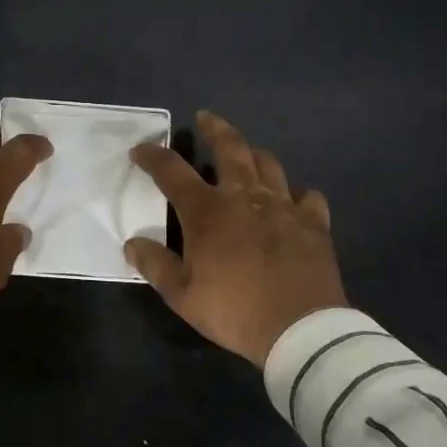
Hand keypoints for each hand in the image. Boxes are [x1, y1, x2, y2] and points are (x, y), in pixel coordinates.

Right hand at [126, 111, 346, 366]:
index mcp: (207, 211)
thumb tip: (132, 243)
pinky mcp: (313, 222)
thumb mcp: (182, 295)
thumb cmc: (234, 310)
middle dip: (215, 128)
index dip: (153, 156)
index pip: (172, 171)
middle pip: (230, 148)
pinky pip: (308, 197)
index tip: (140, 150)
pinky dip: (298, 194)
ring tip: (247, 154)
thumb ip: (155, 265)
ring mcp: (283, 206)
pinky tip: (294, 201)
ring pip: (269, 164)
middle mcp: (244, 196)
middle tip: (206, 118)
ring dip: (254, 154)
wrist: (299, 328)